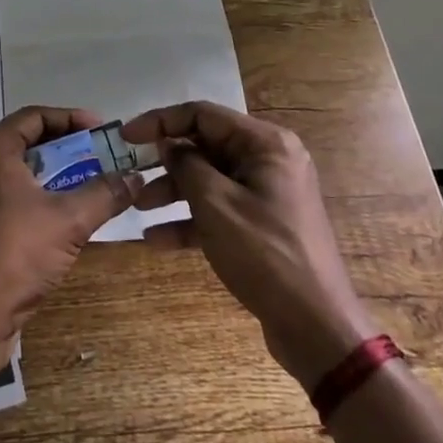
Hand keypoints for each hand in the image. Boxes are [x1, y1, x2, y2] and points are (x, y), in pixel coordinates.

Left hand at [0, 106, 141, 359]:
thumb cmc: (17, 253)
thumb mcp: (69, 220)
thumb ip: (105, 192)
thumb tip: (136, 176)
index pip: (33, 117)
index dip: (70, 119)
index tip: (101, 130)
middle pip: (23, 140)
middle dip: (63, 146)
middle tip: (97, 154)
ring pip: (14, 169)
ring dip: (50, 172)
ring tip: (85, 181)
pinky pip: (5, 193)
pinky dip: (33, 194)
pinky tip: (59, 212)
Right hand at [122, 101, 378, 389]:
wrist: (317, 327)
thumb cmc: (265, 254)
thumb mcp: (215, 204)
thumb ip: (186, 164)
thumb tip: (168, 144)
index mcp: (265, 143)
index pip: (202, 115)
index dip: (160, 121)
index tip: (126, 137)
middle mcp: (268, 160)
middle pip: (205, 146)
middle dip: (165, 162)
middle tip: (129, 174)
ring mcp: (266, 193)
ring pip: (208, 179)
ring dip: (172, 191)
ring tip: (137, 207)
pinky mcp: (262, 223)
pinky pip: (219, 208)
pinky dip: (190, 219)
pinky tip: (156, 239)